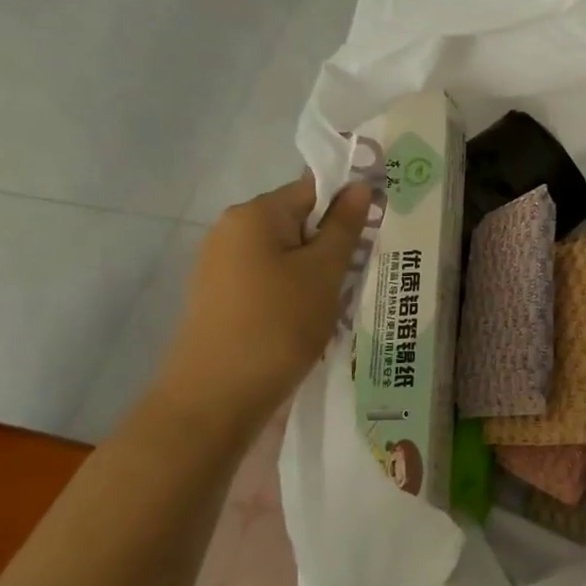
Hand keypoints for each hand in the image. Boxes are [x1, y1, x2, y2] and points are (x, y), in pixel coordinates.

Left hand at [154, 175, 372, 427]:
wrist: (215, 399)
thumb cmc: (278, 325)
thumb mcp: (323, 272)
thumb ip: (344, 226)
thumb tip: (360, 186)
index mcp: (254, 214)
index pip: (312, 190)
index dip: (346, 208)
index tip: (370, 237)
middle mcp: (230, 230)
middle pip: (297, 221)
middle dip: (330, 245)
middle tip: (355, 275)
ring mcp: (219, 265)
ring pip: (284, 254)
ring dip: (314, 272)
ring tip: (333, 304)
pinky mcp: (218, 297)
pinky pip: (267, 279)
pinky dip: (291, 292)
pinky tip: (305, 321)